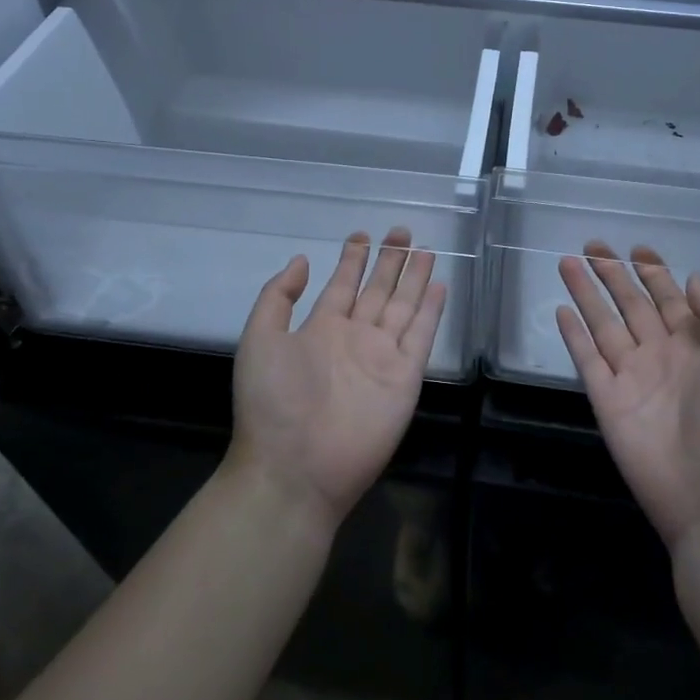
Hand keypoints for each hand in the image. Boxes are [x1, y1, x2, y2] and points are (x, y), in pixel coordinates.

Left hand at [231, 229, 446, 531]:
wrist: (295, 468)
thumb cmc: (272, 403)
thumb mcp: (260, 339)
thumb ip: (278, 297)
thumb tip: (301, 260)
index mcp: (320, 329)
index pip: (342, 285)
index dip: (353, 259)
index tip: (363, 235)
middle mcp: (354, 337)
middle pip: (378, 290)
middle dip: (389, 261)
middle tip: (402, 232)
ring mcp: (382, 356)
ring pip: (403, 307)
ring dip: (414, 279)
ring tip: (426, 250)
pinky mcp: (405, 377)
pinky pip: (421, 336)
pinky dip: (432, 311)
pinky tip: (439, 286)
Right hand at [557, 242, 699, 551]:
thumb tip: (693, 278)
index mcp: (696, 347)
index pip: (670, 300)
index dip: (654, 273)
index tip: (638, 248)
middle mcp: (661, 356)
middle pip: (632, 305)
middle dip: (613, 274)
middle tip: (592, 245)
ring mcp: (631, 378)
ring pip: (604, 324)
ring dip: (587, 294)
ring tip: (568, 263)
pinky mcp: (606, 400)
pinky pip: (587, 359)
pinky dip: (574, 335)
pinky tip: (562, 311)